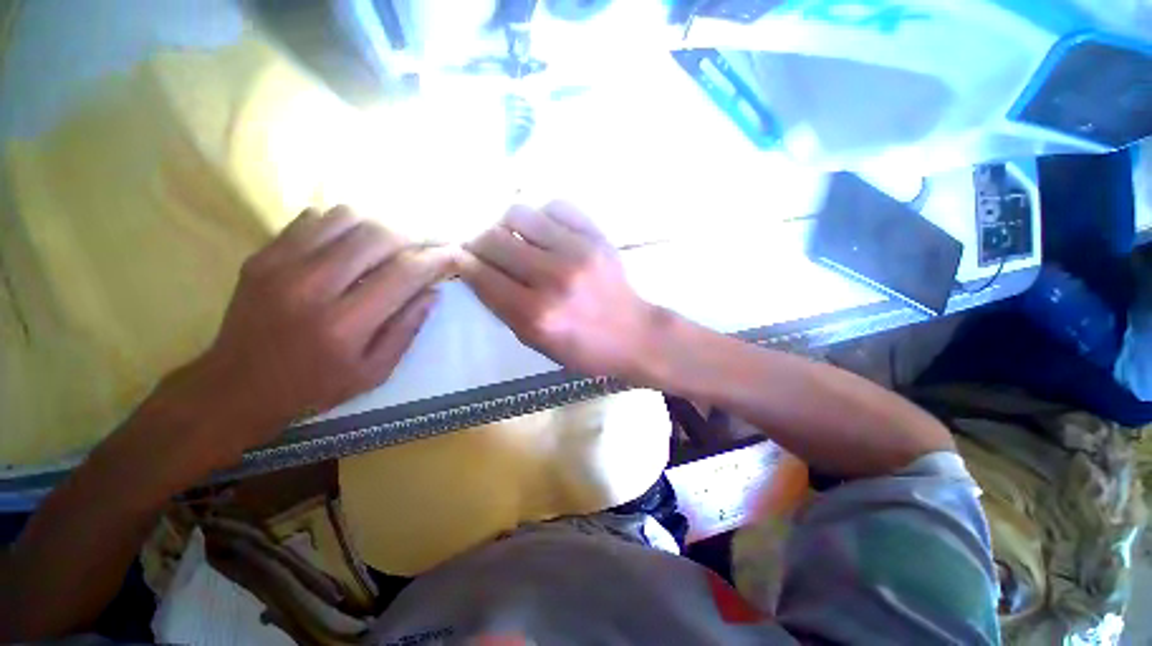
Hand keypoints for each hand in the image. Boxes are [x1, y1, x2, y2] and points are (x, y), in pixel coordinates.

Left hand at [178, 206, 452, 456]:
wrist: (235, 387)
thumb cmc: (314, 387)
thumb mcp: (375, 372)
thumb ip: (407, 329)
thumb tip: (433, 292)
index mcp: (345, 325)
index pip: (404, 273)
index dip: (436, 259)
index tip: (453, 255)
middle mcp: (312, 287)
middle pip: (378, 236)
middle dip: (412, 238)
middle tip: (422, 251)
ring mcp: (281, 265)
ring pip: (346, 218)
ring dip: (379, 228)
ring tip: (388, 247)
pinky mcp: (262, 255)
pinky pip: (314, 219)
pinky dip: (343, 225)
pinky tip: (351, 246)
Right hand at [459, 201, 663, 379]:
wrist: (635, 334)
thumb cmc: (584, 348)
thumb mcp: (537, 343)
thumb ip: (504, 309)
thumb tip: (478, 271)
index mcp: (535, 315)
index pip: (481, 275)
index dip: (464, 264)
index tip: (464, 260)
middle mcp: (553, 279)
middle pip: (494, 239)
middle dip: (481, 244)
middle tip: (488, 251)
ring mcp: (577, 252)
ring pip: (519, 214)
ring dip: (508, 226)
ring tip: (518, 240)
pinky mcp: (597, 236)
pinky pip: (555, 207)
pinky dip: (544, 217)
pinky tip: (548, 233)